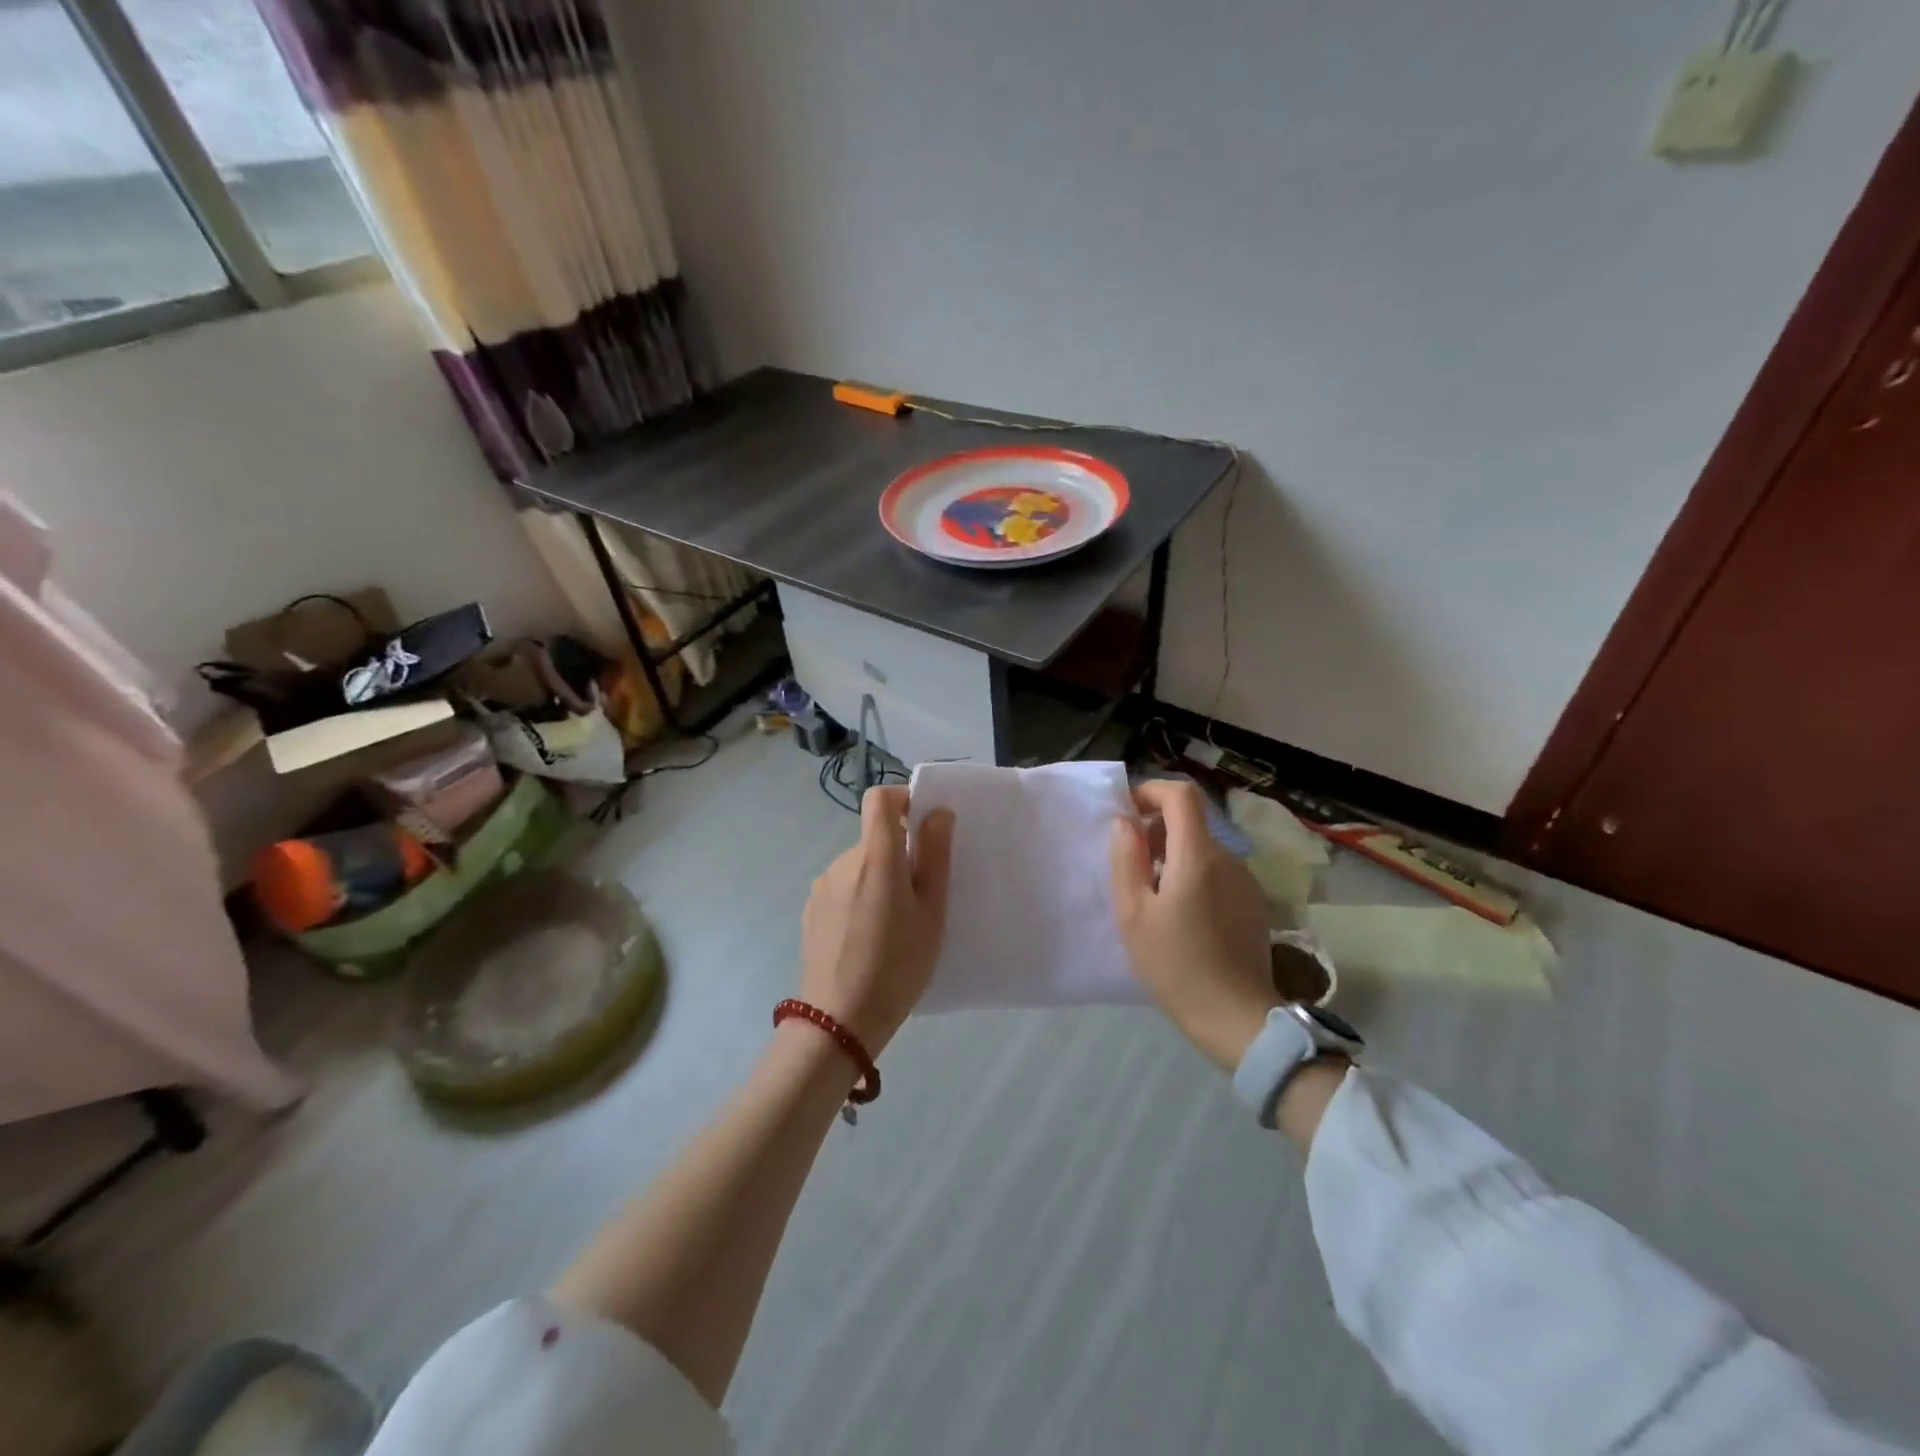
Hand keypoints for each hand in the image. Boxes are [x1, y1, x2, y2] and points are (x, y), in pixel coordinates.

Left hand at [799, 786, 955, 1053]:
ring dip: (878, 879)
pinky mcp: (811, 908)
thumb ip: (935, 857)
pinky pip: (843, 887)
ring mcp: (823, 885)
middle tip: (920, 899)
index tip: (923, 826)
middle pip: (874, 838)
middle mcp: (843, 861)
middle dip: (899, 856)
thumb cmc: (897, 965)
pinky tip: (866, 938)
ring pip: (860, 865)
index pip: (879, 798)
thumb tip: (938, 813)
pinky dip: (859, 898)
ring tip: (893, 926)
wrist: (840, 1020)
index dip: (902, 799)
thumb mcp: (931, 913)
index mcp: (876, 857)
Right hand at [1111, 779, 1276, 1071]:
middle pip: (1191, 822)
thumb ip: (1126, 860)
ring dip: (1174, 856)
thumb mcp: (1133, 914)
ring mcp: (1246, 881)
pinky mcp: (1253, 903)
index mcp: (1197, 855)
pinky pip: (1218, 873)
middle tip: (1131, 866)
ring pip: (1203, 849)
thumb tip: (1125, 823)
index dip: (1152, 791)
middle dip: (1157, 830)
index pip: (1181, 795)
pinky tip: (1182, 916)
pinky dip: (1194, 876)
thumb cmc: (1175, 965)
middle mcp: (1228, 858)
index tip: (1128, 812)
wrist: (1236, 1017)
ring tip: (1153, 897)